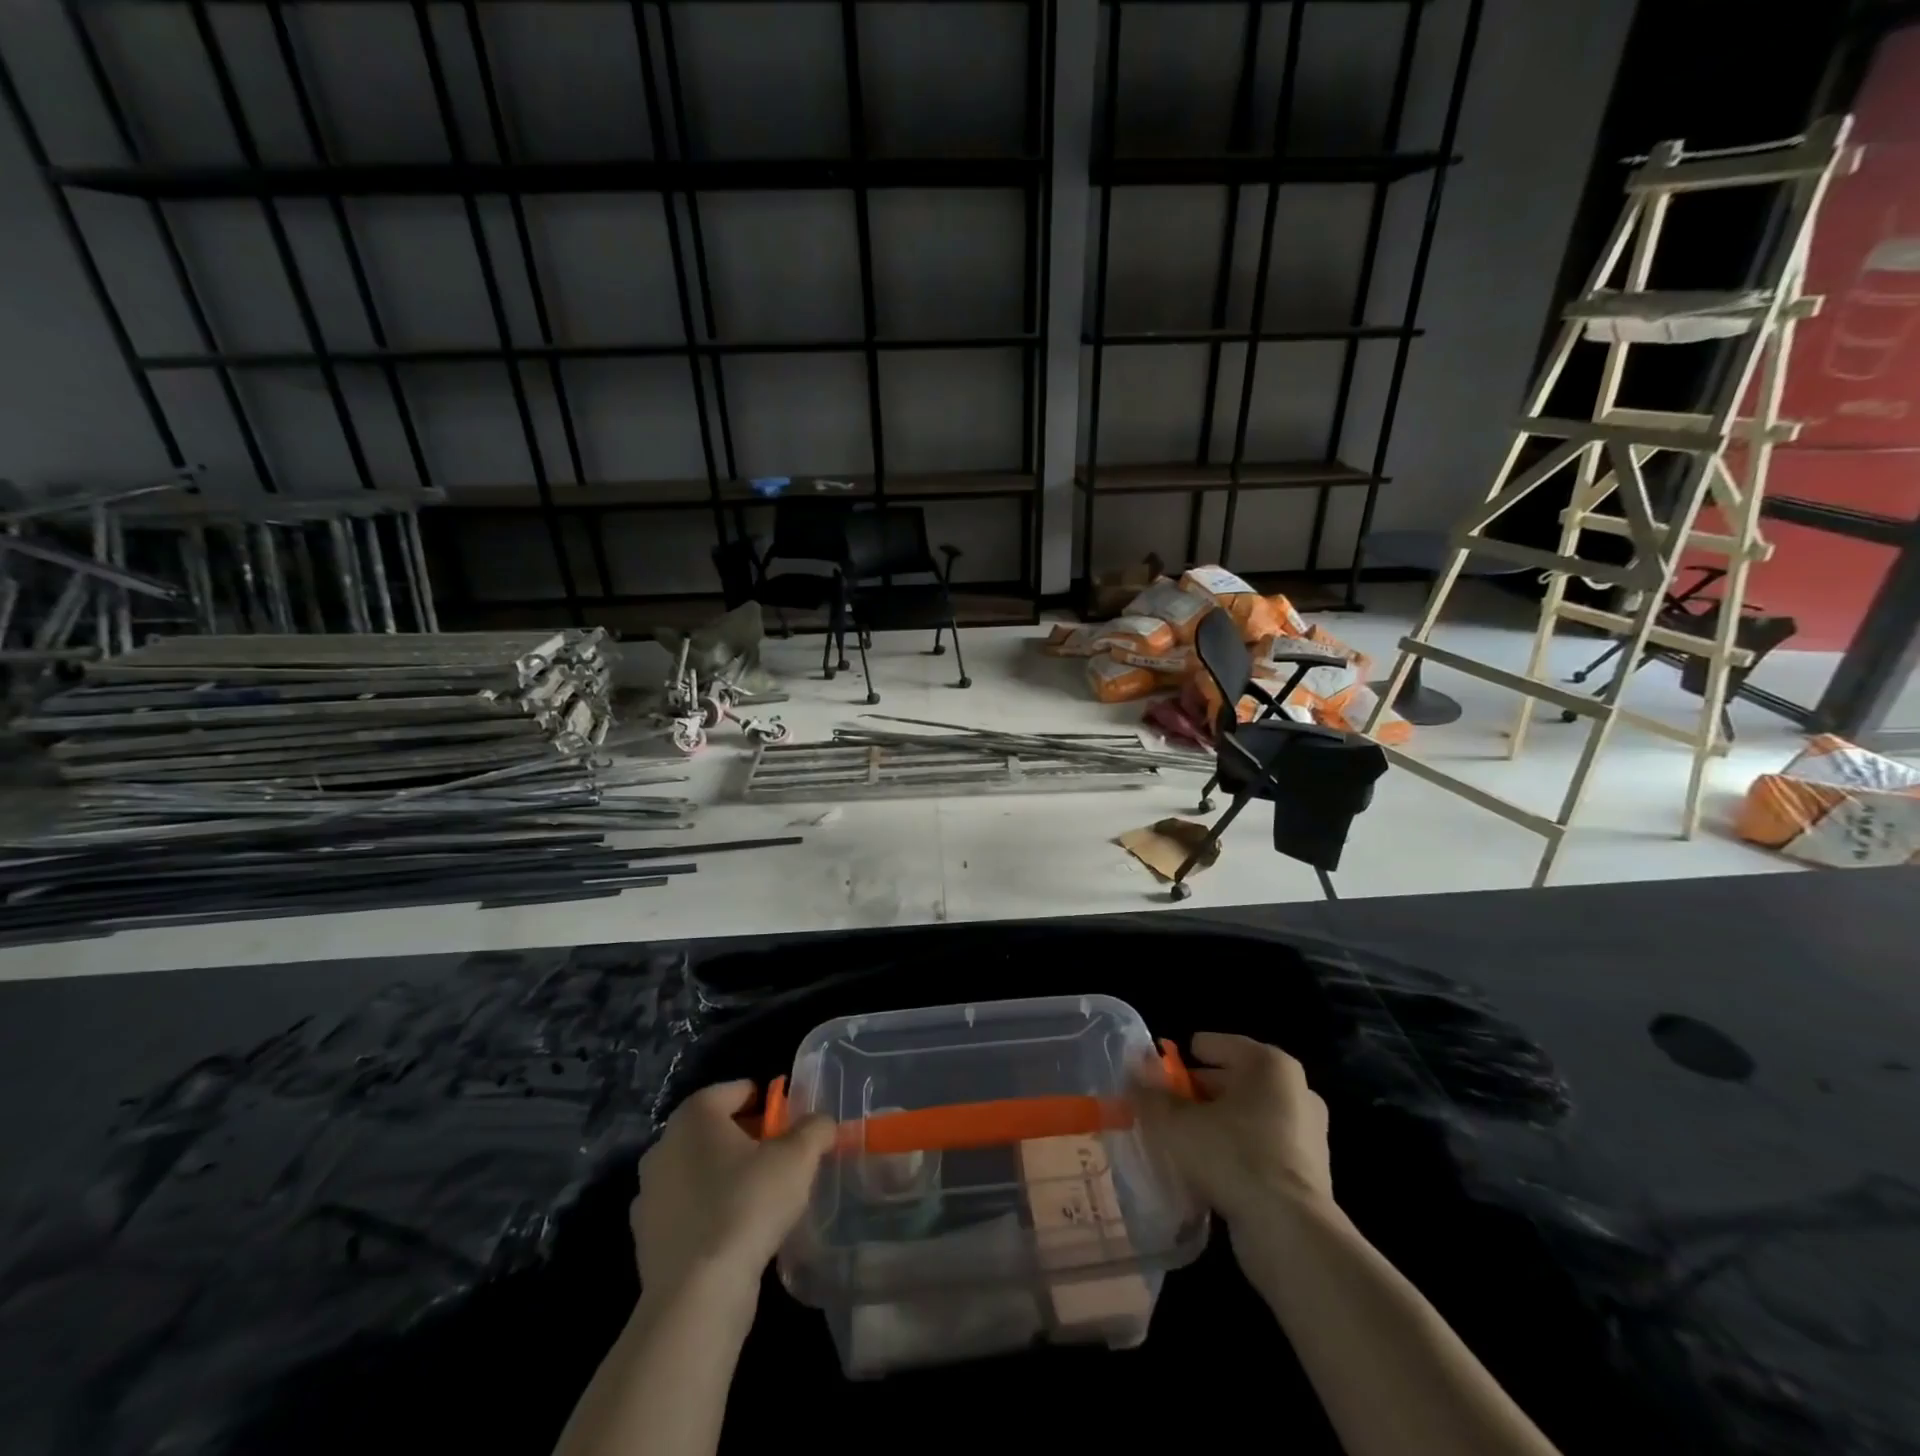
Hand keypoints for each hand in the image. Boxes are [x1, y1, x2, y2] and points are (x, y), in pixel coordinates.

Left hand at [631, 1081, 834, 1301]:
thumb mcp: (798, 1157)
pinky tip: (733, 1233)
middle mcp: (664, 1144)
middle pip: (715, 1129)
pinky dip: (707, 1212)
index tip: (790, 1126)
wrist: (696, 1295)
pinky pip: (685, 1209)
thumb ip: (815, 1128)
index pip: (737, 1091)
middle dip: (747, 1139)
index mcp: (695, 1114)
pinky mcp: (644, 1237)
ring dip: (725, 1176)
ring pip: (698, 1169)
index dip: (768, 1103)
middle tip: (780, 1160)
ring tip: (759, 1199)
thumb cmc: (748, 1205)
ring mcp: (648, 1193)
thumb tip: (820, 1123)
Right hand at [1132, 1032, 1333, 1226]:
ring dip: (1217, 1124)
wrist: (1290, 1232)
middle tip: (1165, 1108)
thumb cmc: (1232, 1155)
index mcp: (1269, 1064)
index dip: (1184, 1058)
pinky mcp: (1310, 1172)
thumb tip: (1133, 1075)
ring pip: (1248, 1116)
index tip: (1160, 1075)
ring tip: (1182, 1140)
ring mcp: (1308, 1133)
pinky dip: (1236, 1151)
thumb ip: (1152, 1096)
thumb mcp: (1177, 1123)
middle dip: (1198, 1093)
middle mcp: (1296, 1090)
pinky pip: (1262, 1147)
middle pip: (1233, 1080)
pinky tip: (1209, 1170)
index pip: (1217, 1045)